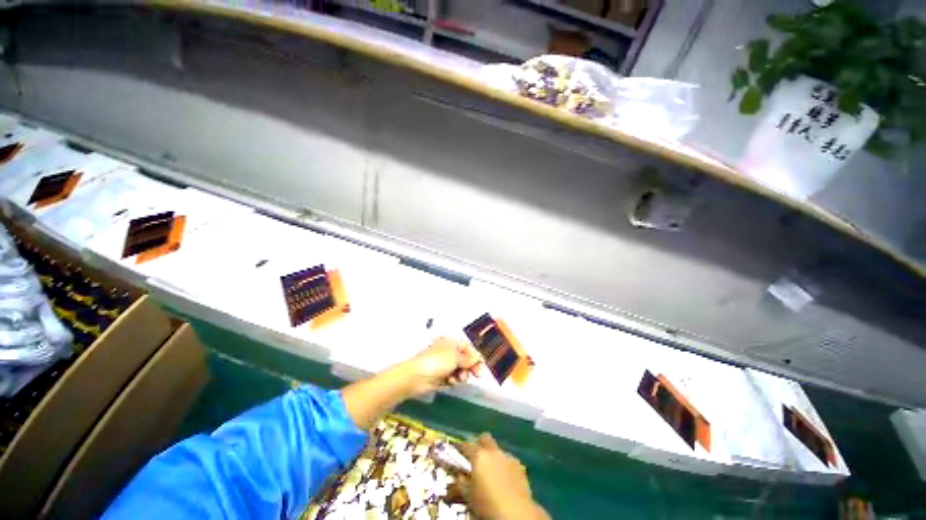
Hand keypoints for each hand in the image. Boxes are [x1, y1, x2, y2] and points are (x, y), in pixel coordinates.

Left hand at [400, 337, 481, 396]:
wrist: (416, 376)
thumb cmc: (436, 361)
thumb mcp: (455, 357)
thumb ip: (468, 358)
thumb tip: (477, 358)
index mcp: (451, 343)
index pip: (468, 348)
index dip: (476, 356)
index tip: (482, 366)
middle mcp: (448, 352)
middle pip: (465, 359)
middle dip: (471, 367)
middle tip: (477, 375)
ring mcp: (444, 365)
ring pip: (460, 370)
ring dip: (462, 375)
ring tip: (459, 378)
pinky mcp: (440, 377)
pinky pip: (452, 378)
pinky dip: (454, 380)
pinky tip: (451, 382)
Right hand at [459, 434, 548, 519]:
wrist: (515, 511)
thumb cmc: (487, 504)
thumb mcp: (469, 495)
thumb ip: (461, 482)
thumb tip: (459, 475)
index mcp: (479, 456)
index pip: (467, 445)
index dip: (462, 448)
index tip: (459, 452)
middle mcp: (493, 451)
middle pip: (485, 438)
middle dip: (480, 443)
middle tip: (477, 456)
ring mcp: (507, 456)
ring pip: (497, 449)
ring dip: (493, 456)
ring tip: (492, 470)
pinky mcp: (519, 465)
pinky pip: (508, 460)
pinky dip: (504, 465)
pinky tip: (505, 477)